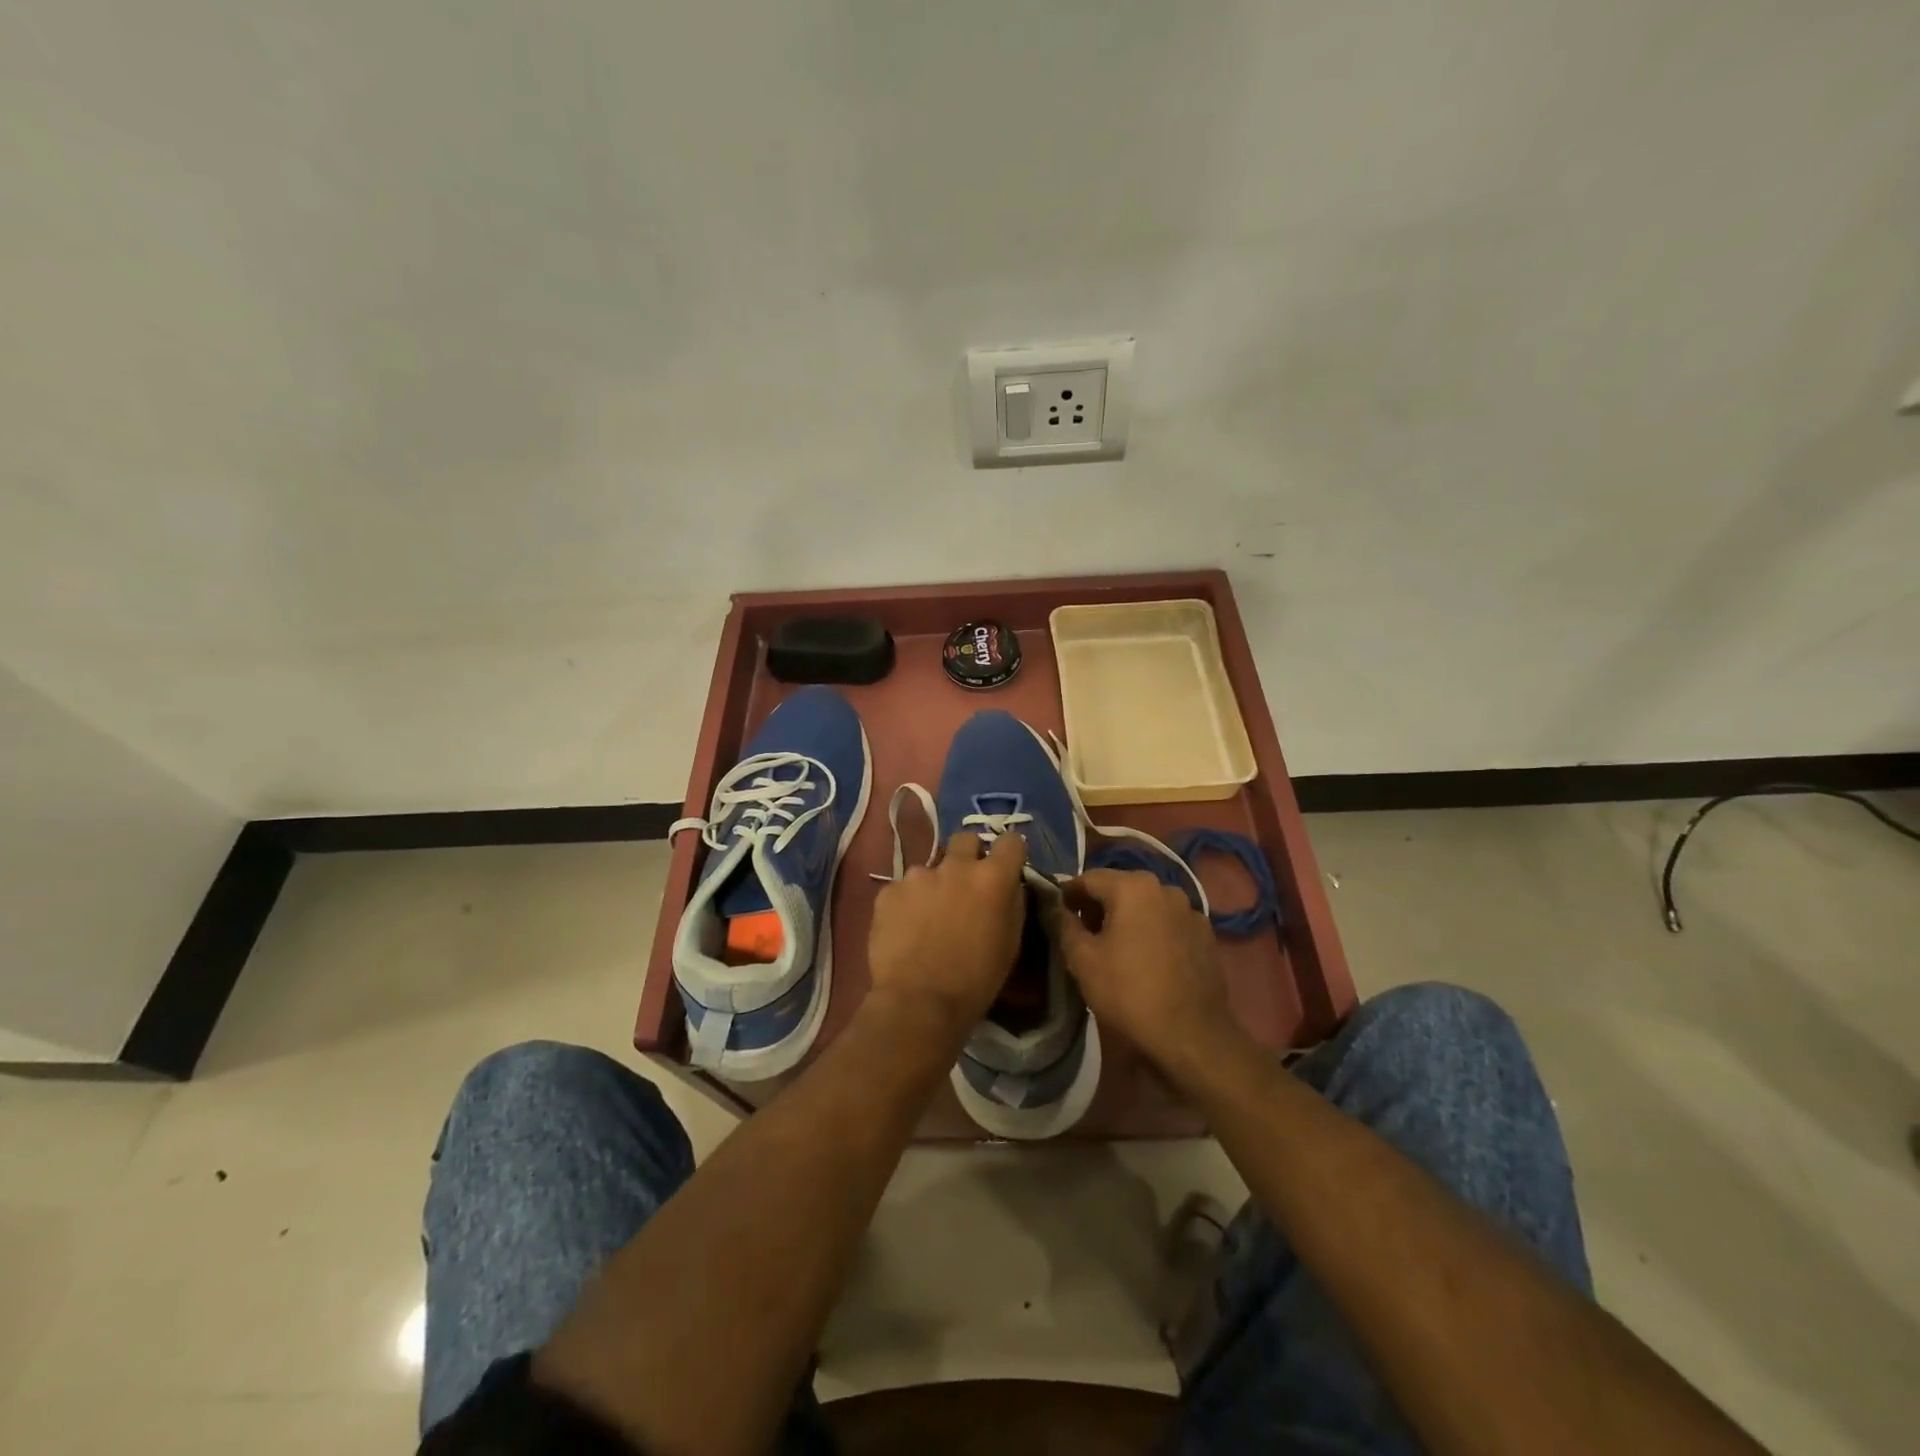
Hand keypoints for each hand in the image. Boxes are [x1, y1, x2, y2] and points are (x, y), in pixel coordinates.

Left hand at [867, 832, 1027, 1041]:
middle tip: (966, 885)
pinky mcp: (889, 890)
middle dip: (969, 855)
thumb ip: (1011, 903)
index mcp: (992, 877)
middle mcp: (956, 865)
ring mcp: (918, 875)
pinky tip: (906, 929)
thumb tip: (1008, 886)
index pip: (1011, 841)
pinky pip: (903, 888)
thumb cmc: (976, 979)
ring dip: (935, 884)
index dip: (1010, 852)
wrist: (919, 1002)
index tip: (1006, 866)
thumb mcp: (1011, 943)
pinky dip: (907, 902)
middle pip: (966, 839)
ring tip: (929, 917)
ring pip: (931, 867)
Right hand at [1057, 869, 1243, 1081]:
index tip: (1057, 915)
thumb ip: (1063, 924)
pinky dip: (1153, 932)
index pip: (1088, 879)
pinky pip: (1169, 924)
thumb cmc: (1128, 992)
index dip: (1068, 895)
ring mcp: (1190, 911)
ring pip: (1147, 905)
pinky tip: (1147, 960)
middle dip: (1099, 907)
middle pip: (1120, 889)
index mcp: (1132, 886)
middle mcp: (1165, 888)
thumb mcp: (1082, 959)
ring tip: (1116, 949)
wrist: (1191, 1034)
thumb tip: (1055, 907)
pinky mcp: (1206, 935)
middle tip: (1083, 936)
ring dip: (1128, 919)